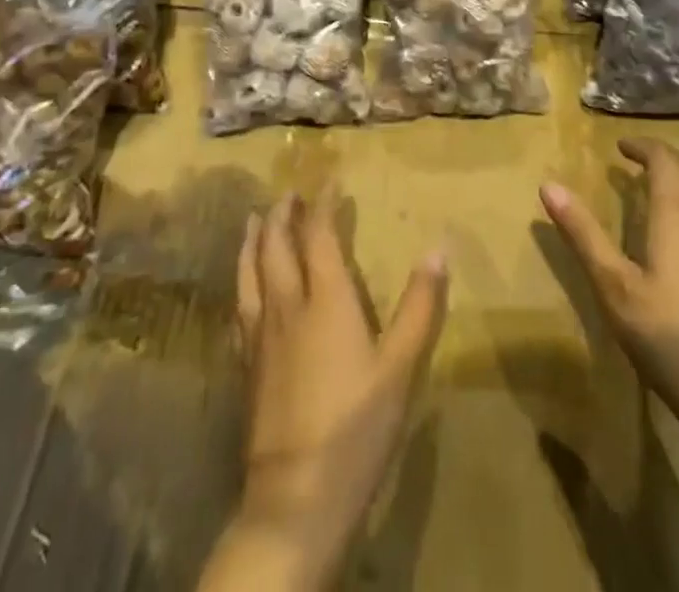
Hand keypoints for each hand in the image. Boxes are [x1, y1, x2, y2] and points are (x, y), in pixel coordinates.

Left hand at [226, 187, 447, 583]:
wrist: (296, 497)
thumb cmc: (356, 426)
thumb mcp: (400, 366)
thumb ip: (419, 306)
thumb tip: (438, 249)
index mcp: (326, 300)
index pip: (320, 236)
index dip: (324, 204)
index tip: (330, 180)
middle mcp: (288, 307)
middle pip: (277, 247)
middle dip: (283, 215)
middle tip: (288, 193)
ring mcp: (261, 338)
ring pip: (250, 274)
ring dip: (253, 241)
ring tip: (254, 220)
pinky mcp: (246, 367)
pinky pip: (240, 309)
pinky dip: (241, 283)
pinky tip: (241, 288)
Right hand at [540, 138, 678, 445]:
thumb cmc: (671, 338)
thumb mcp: (615, 287)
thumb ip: (583, 235)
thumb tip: (548, 185)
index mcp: (678, 215)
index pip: (665, 160)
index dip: (643, 146)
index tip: (619, 146)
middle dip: (663, 160)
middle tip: (634, 165)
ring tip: (659, 193)